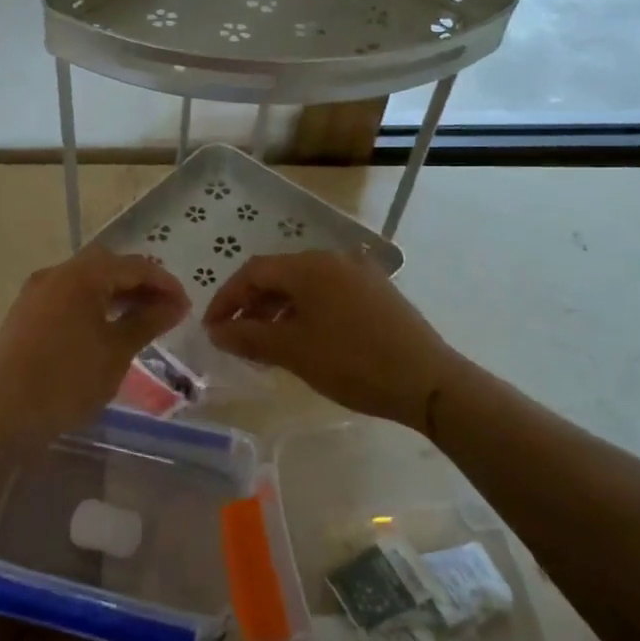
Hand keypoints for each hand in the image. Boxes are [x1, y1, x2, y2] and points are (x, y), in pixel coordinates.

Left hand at [0, 245, 190, 442]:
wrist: (5, 414)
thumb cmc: (68, 381)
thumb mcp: (117, 351)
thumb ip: (148, 321)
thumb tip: (176, 304)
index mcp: (79, 276)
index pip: (132, 266)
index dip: (163, 282)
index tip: (185, 306)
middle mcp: (54, 274)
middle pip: (106, 266)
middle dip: (138, 283)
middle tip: (164, 309)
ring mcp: (35, 293)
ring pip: (84, 281)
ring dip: (114, 294)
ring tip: (140, 320)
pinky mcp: (24, 313)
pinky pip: (66, 297)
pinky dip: (91, 304)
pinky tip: (104, 329)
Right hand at [202, 251, 450, 426]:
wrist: (428, 381)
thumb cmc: (353, 363)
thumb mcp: (293, 351)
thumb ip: (248, 338)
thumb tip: (216, 332)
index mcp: (310, 266)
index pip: (253, 272)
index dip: (226, 299)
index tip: (211, 329)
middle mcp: (334, 259)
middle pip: (279, 275)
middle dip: (251, 304)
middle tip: (235, 337)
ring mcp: (359, 274)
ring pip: (304, 285)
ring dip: (277, 309)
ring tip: (265, 343)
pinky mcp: (377, 292)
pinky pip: (328, 294)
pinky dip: (305, 312)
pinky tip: (303, 339)